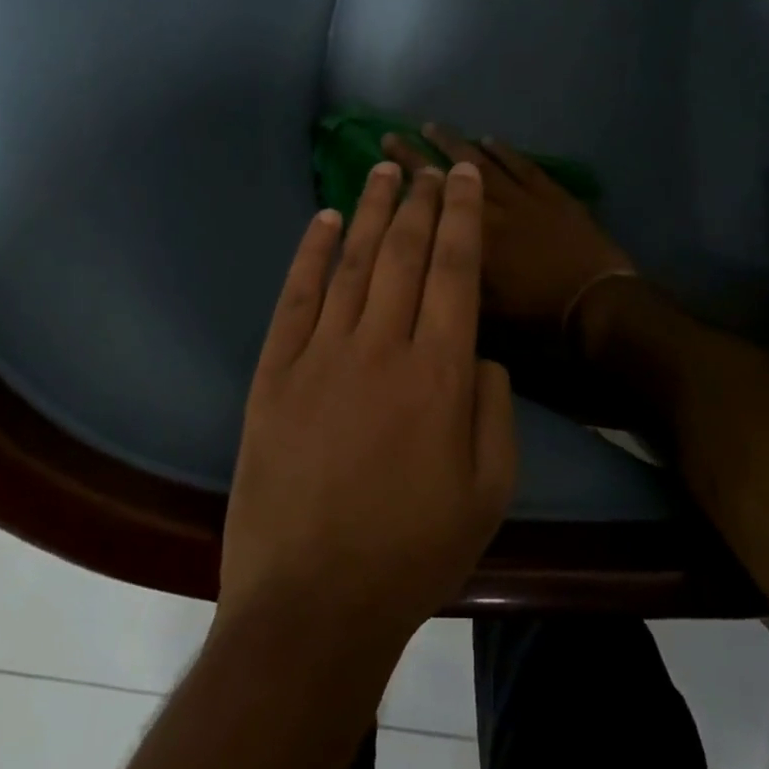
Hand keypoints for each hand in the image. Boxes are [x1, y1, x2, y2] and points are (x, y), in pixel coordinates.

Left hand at [220, 161, 515, 648]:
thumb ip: (494, 408)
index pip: (456, 270)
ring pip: (353, 264)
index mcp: (439, 374)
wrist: (313, 604)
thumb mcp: (490, 491)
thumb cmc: (413, 551)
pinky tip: (324, 222)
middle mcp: (381, 348)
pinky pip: (296, 298)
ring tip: (383, 172)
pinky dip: (310, 255)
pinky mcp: (274, 373)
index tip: (462, 177)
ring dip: (370, 212)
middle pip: (405, 254)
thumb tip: (477, 349)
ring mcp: (321, 356)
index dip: (460, 217)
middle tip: (428, 165)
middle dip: (421, 202)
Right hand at [382, 124, 633, 330]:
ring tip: (432, 127)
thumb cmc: (537, 317)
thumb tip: (421, 266)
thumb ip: (450, 283)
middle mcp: (493, 210)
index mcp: (472, 240)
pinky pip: (523, 165)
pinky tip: (488, 139)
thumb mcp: (482, 313)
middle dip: (420, 153)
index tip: (383, 161)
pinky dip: (504, 151)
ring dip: (457, 144)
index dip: (406, 179)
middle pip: (451, 174)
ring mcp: (524, 198)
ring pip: (484, 162)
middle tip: (393, 136)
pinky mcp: (552, 195)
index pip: (430, 202)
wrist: (597, 304)